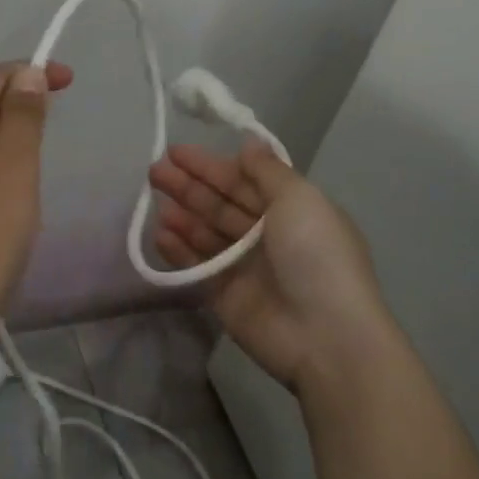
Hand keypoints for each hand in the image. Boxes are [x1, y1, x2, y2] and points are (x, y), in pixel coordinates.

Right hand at [149, 142, 388, 390]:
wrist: (325, 336)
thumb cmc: (315, 255)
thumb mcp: (299, 199)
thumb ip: (267, 170)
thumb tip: (248, 142)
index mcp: (291, 210)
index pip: (244, 180)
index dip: (211, 165)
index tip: (176, 151)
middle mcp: (267, 235)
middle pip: (221, 203)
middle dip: (189, 185)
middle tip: (154, 170)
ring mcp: (245, 267)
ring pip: (206, 232)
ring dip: (181, 213)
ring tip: (153, 199)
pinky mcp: (225, 295)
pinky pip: (196, 265)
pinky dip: (178, 249)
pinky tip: (159, 233)